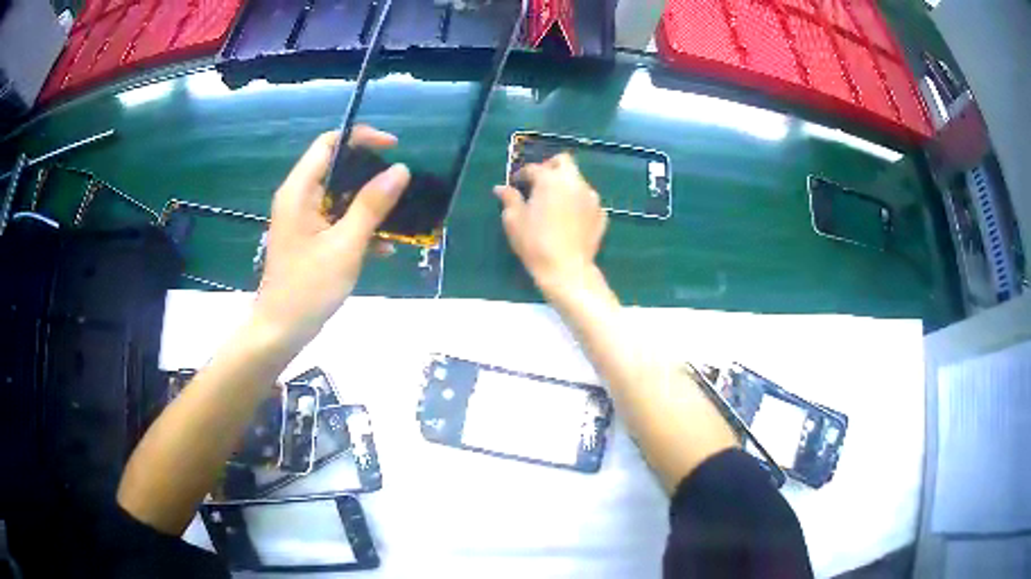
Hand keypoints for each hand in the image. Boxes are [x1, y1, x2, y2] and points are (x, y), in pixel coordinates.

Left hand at [253, 127, 410, 346]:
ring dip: (369, 204)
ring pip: (340, 196)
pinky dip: (359, 227)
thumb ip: (372, 205)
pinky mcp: (310, 239)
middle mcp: (299, 198)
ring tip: (399, 216)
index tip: (394, 149)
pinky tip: (385, 248)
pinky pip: (337, 220)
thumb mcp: (345, 245)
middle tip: (401, 184)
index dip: (361, 138)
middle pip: (337, 167)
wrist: (281, 331)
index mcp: (299, 191)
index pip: (329, 144)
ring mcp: (304, 219)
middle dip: (370, 174)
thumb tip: (401, 170)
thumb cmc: (308, 288)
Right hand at [494, 153, 607, 295]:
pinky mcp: (601, 213)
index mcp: (550, 180)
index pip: (534, 168)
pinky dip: (577, 201)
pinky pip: (587, 199)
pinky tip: (569, 217)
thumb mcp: (514, 220)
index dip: (523, 174)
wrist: (566, 269)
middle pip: (564, 162)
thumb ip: (509, 199)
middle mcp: (574, 182)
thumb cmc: (535, 243)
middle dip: (550, 167)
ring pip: (578, 180)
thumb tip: (501, 188)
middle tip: (539, 183)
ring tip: (555, 202)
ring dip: (565, 184)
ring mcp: (591, 197)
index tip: (516, 184)